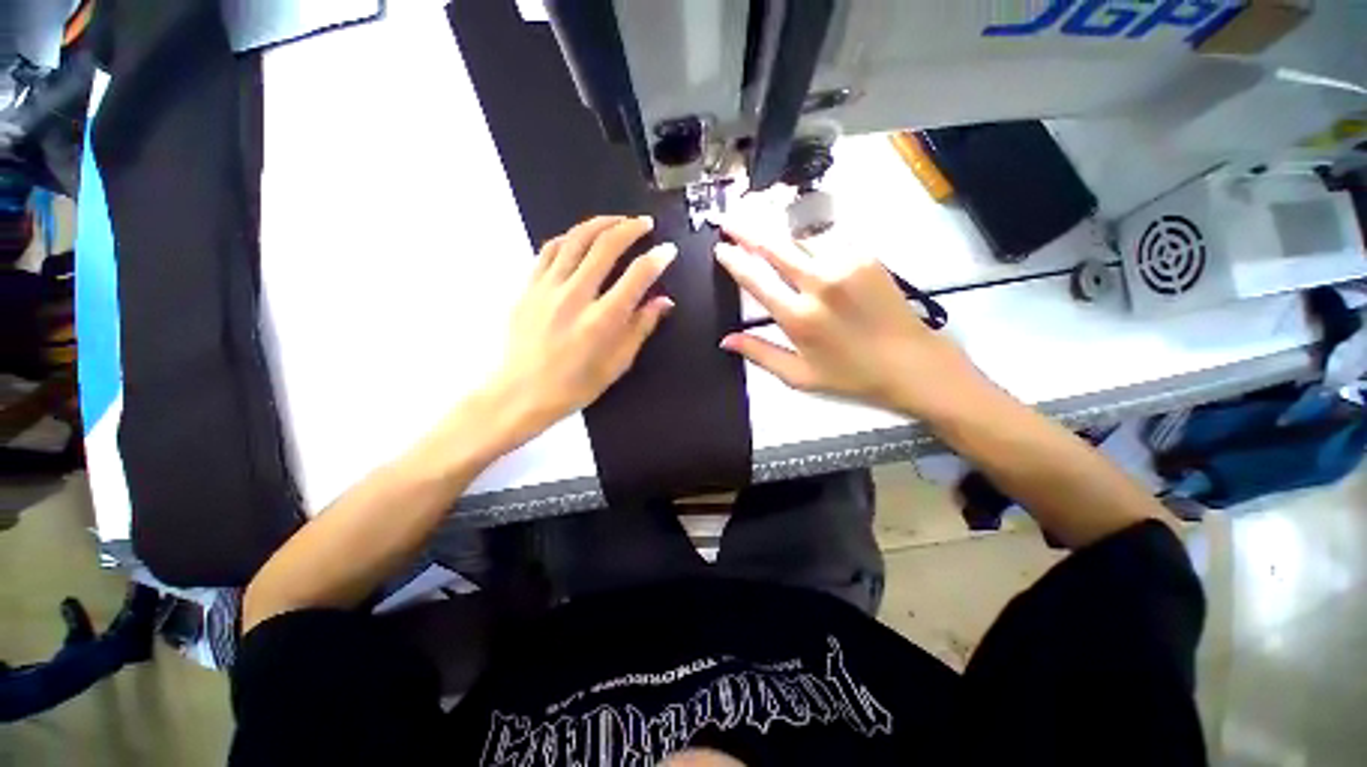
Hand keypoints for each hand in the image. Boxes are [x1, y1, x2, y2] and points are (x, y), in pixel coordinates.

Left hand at [484, 215, 676, 438]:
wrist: (522, 392)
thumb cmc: (576, 385)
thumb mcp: (618, 363)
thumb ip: (641, 327)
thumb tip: (663, 301)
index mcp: (602, 320)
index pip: (636, 277)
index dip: (656, 259)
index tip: (668, 250)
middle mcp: (576, 297)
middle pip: (605, 247)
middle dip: (630, 229)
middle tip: (645, 224)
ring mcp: (548, 288)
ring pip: (576, 240)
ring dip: (600, 224)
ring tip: (617, 220)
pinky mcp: (529, 287)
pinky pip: (549, 250)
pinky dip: (569, 238)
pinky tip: (580, 237)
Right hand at [714, 221, 986, 419]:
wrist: (911, 363)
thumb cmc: (850, 376)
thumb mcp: (799, 376)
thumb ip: (759, 354)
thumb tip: (725, 340)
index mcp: (798, 317)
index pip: (756, 279)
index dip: (734, 260)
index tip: (721, 249)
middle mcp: (819, 284)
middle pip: (775, 246)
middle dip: (748, 229)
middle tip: (730, 218)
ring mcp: (846, 264)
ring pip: (801, 236)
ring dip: (778, 230)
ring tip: (760, 220)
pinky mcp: (866, 256)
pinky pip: (828, 239)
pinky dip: (808, 238)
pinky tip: (799, 240)